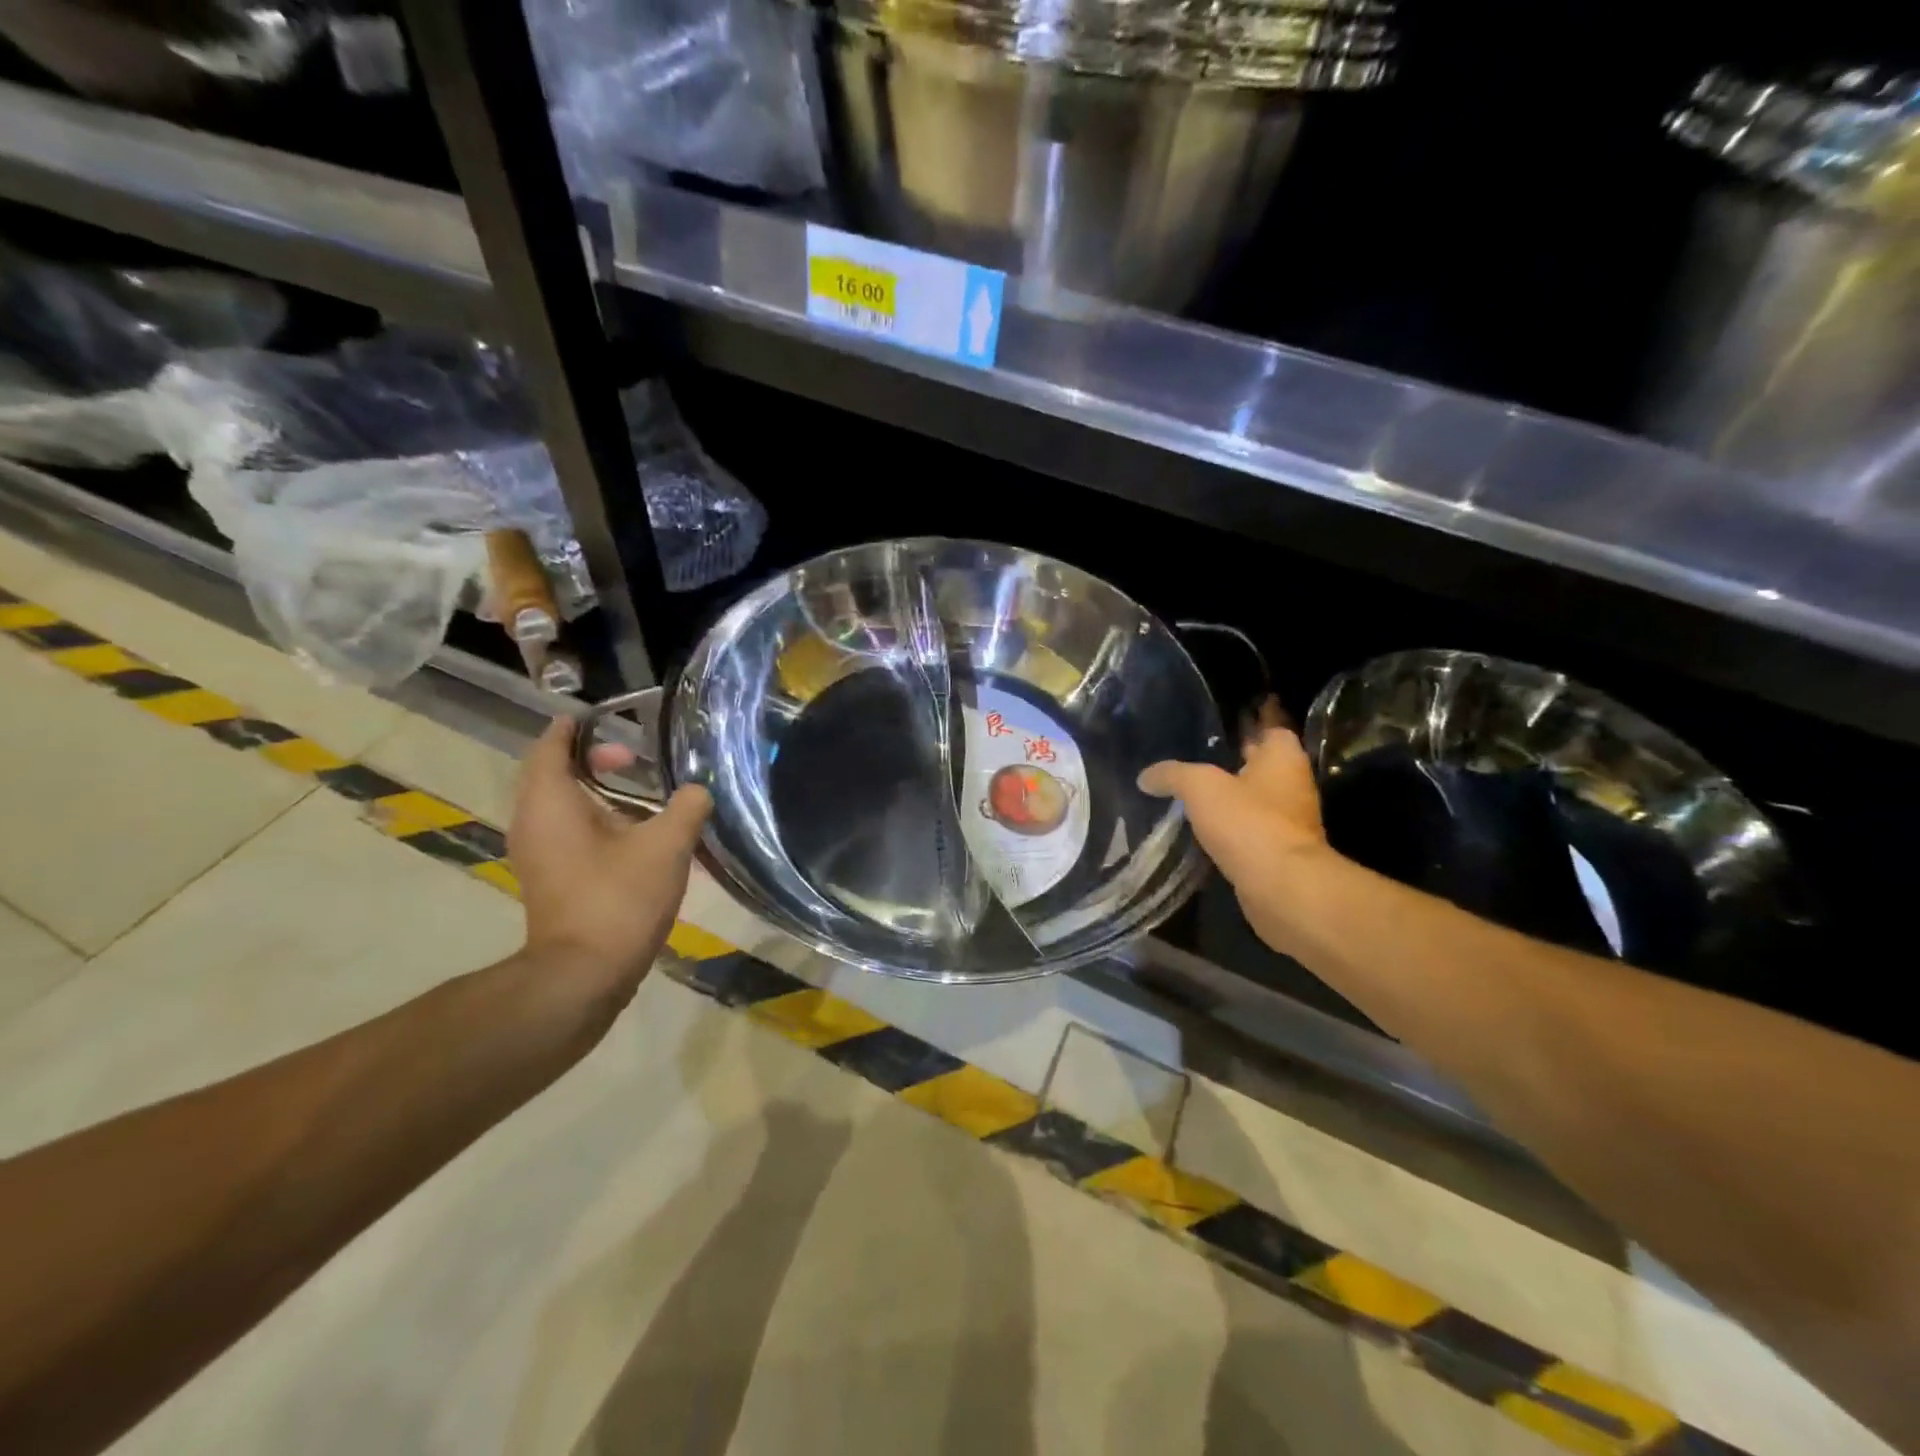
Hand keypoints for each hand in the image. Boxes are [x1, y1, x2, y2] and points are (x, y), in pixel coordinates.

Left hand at [508, 718, 711, 1013]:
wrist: (584, 974)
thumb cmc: (619, 898)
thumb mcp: (667, 846)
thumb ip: (687, 807)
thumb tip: (699, 790)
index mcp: (551, 802)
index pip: (552, 746)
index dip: (577, 727)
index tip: (608, 717)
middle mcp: (534, 821)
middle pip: (554, 773)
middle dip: (593, 759)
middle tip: (634, 758)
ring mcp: (538, 853)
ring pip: (560, 804)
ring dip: (595, 790)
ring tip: (639, 790)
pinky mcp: (550, 877)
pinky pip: (565, 830)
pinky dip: (593, 817)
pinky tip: (632, 830)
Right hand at [1137, 701, 1333, 957]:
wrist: (1281, 887)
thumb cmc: (1247, 822)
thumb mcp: (1199, 787)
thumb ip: (1172, 774)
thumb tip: (1145, 776)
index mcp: (1283, 757)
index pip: (1271, 728)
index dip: (1248, 726)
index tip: (1221, 727)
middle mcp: (1293, 784)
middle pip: (1263, 765)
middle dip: (1235, 763)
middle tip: (1197, 759)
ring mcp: (1290, 821)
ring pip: (1256, 800)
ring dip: (1233, 799)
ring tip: (1194, 795)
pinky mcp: (1279, 852)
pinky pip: (1251, 830)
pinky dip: (1232, 829)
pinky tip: (1203, 830)